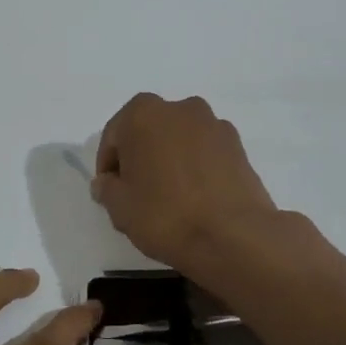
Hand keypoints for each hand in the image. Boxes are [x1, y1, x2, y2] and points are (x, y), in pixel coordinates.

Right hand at [93, 92, 281, 278]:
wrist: (232, 236)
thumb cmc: (165, 215)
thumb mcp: (119, 207)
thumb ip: (106, 188)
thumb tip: (108, 182)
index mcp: (143, 114)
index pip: (114, 135)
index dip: (108, 164)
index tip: (109, 190)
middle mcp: (180, 108)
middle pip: (149, 131)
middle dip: (140, 155)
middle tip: (137, 190)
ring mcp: (214, 125)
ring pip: (179, 139)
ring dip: (170, 158)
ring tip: (169, 195)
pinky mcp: (239, 146)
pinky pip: (205, 152)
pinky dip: (196, 166)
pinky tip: (195, 197)